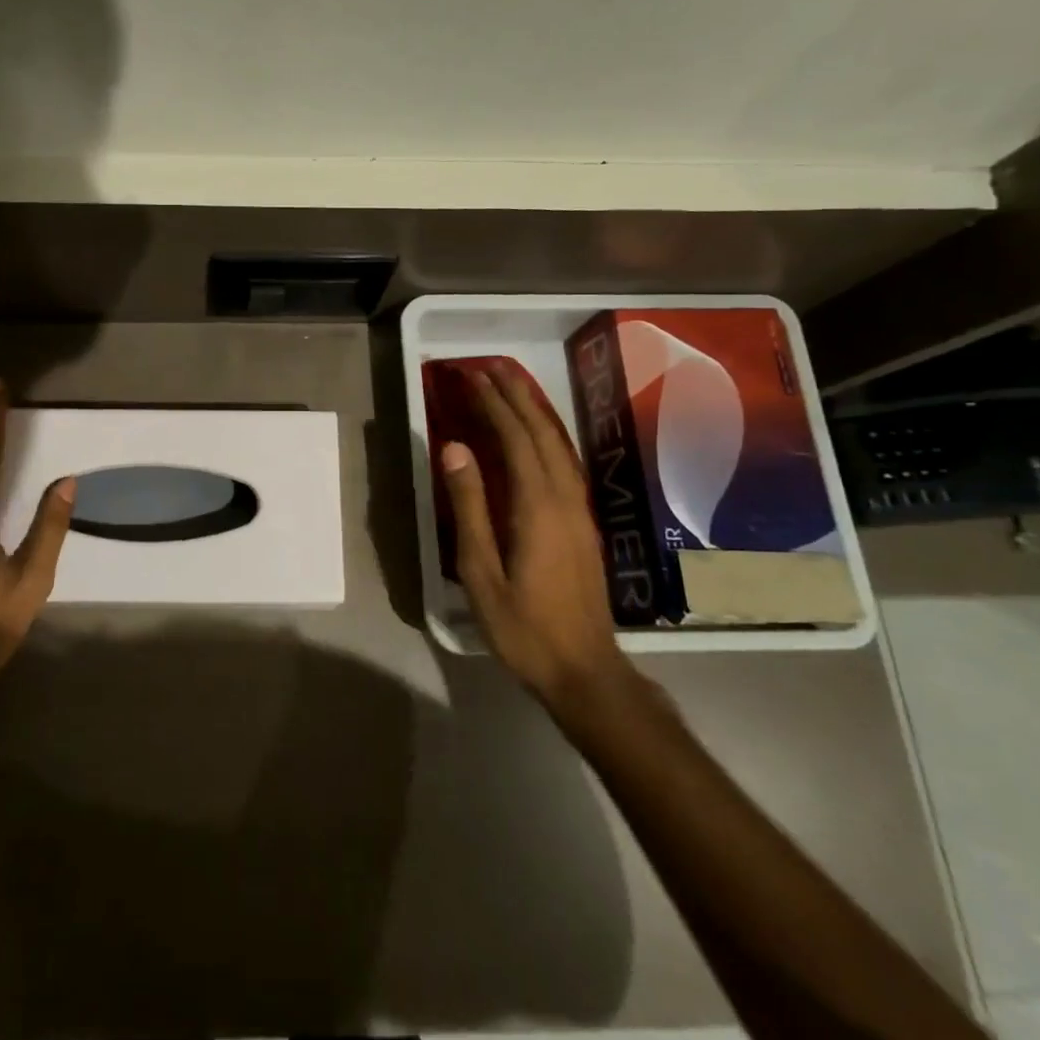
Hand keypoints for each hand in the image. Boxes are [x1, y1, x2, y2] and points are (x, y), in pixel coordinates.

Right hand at [439, 362, 633, 715]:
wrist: (584, 670)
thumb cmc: (523, 626)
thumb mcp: (481, 571)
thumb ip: (468, 508)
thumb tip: (455, 449)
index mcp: (538, 507)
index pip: (516, 440)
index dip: (494, 406)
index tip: (472, 378)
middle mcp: (565, 499)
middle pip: (542, 435)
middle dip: (516, 398)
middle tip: (490, 369)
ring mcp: (580, 511)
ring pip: (559, 448)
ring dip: (534, 413)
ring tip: (511, 388)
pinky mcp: (583, 524)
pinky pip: (565, 465)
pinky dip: (546, 437)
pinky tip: (534, 436)